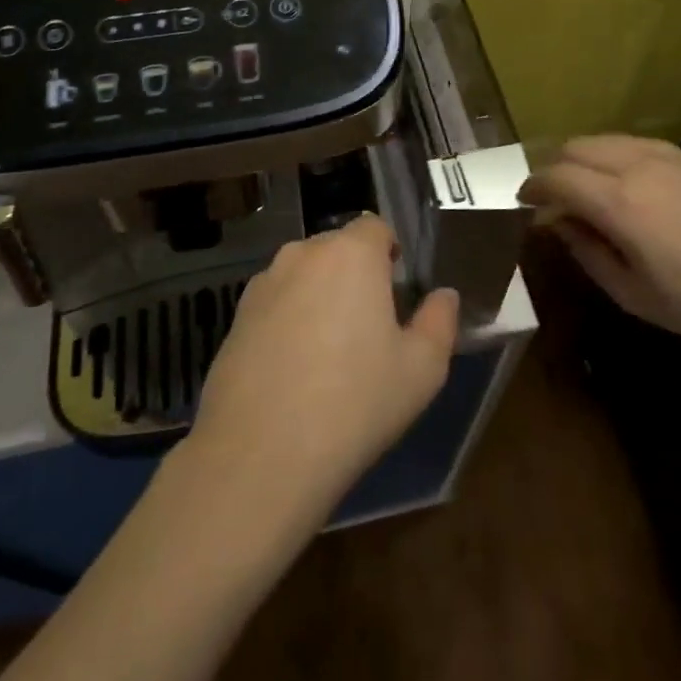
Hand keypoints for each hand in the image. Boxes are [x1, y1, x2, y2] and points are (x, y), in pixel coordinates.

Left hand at [187, 214, 459, 522]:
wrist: (261, 453)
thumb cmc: (355, 403)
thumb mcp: (422, 370)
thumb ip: (440, 322)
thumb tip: (444, 296)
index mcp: (351, 254)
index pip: (375, 226)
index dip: (389, 252)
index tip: (396, 290)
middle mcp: (303, 254)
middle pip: (337, 248)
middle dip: (355, 273)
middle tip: (369, 325)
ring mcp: (263, 283)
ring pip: (303, 275)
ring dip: (319, 295)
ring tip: (329, 351)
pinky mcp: (235, 316)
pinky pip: (275, 303)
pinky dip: (287, 320)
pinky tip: (293, 369)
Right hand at [519, 135, 680, 361]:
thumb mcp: (633, 293)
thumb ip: (587, 252)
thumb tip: (559, 224)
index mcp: (618, 203)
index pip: (557, 177)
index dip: (533, 187)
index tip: (524, 202)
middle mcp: (637, 167)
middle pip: (576, 147)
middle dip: (554, 167)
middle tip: (552, 197)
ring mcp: (668, 156)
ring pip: (606, 139)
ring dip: (584, 158)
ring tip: (586, 188)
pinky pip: (637, 143)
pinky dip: (615, 155)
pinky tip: (625, 183)